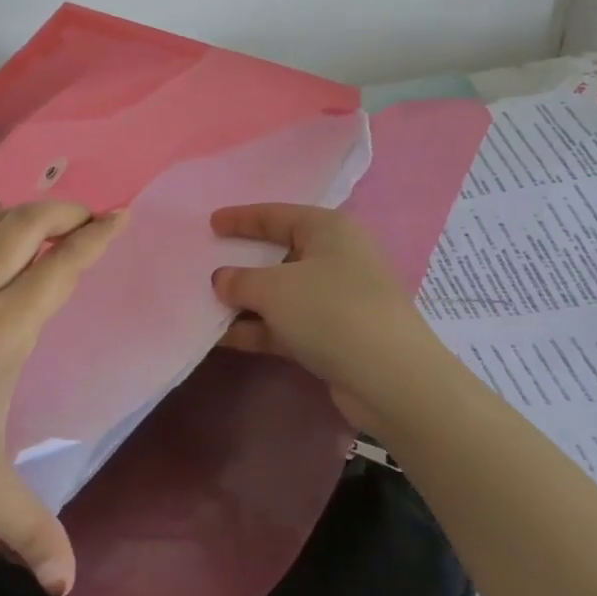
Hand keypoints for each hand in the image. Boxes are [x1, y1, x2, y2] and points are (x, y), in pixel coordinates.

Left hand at [0, 200, 123, 595]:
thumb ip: (29, 530)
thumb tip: (68, 585)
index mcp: (1, 330)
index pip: (60, 267)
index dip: (97, 237)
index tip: (122, 215)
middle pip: (25, 224)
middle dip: (65, 211)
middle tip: (90, 217)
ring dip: (22, 211)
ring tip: (45, 221)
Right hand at [211, 203, 435, 431]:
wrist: (391, 380)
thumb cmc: (330, 311)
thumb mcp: (274, 288)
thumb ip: (240, 280)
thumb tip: (221, 279)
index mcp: (329, 230)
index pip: (277, 215)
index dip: (242, 218)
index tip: (211, 223)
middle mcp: (337, 258)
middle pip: (280, 254)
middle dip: (243, 262)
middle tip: (207, 263)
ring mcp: (338, 300)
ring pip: (282, 294)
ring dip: (246, 301)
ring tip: (205, 305)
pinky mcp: (335, 337)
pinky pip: (287, 325)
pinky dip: (259, 329)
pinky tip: (223, 338)